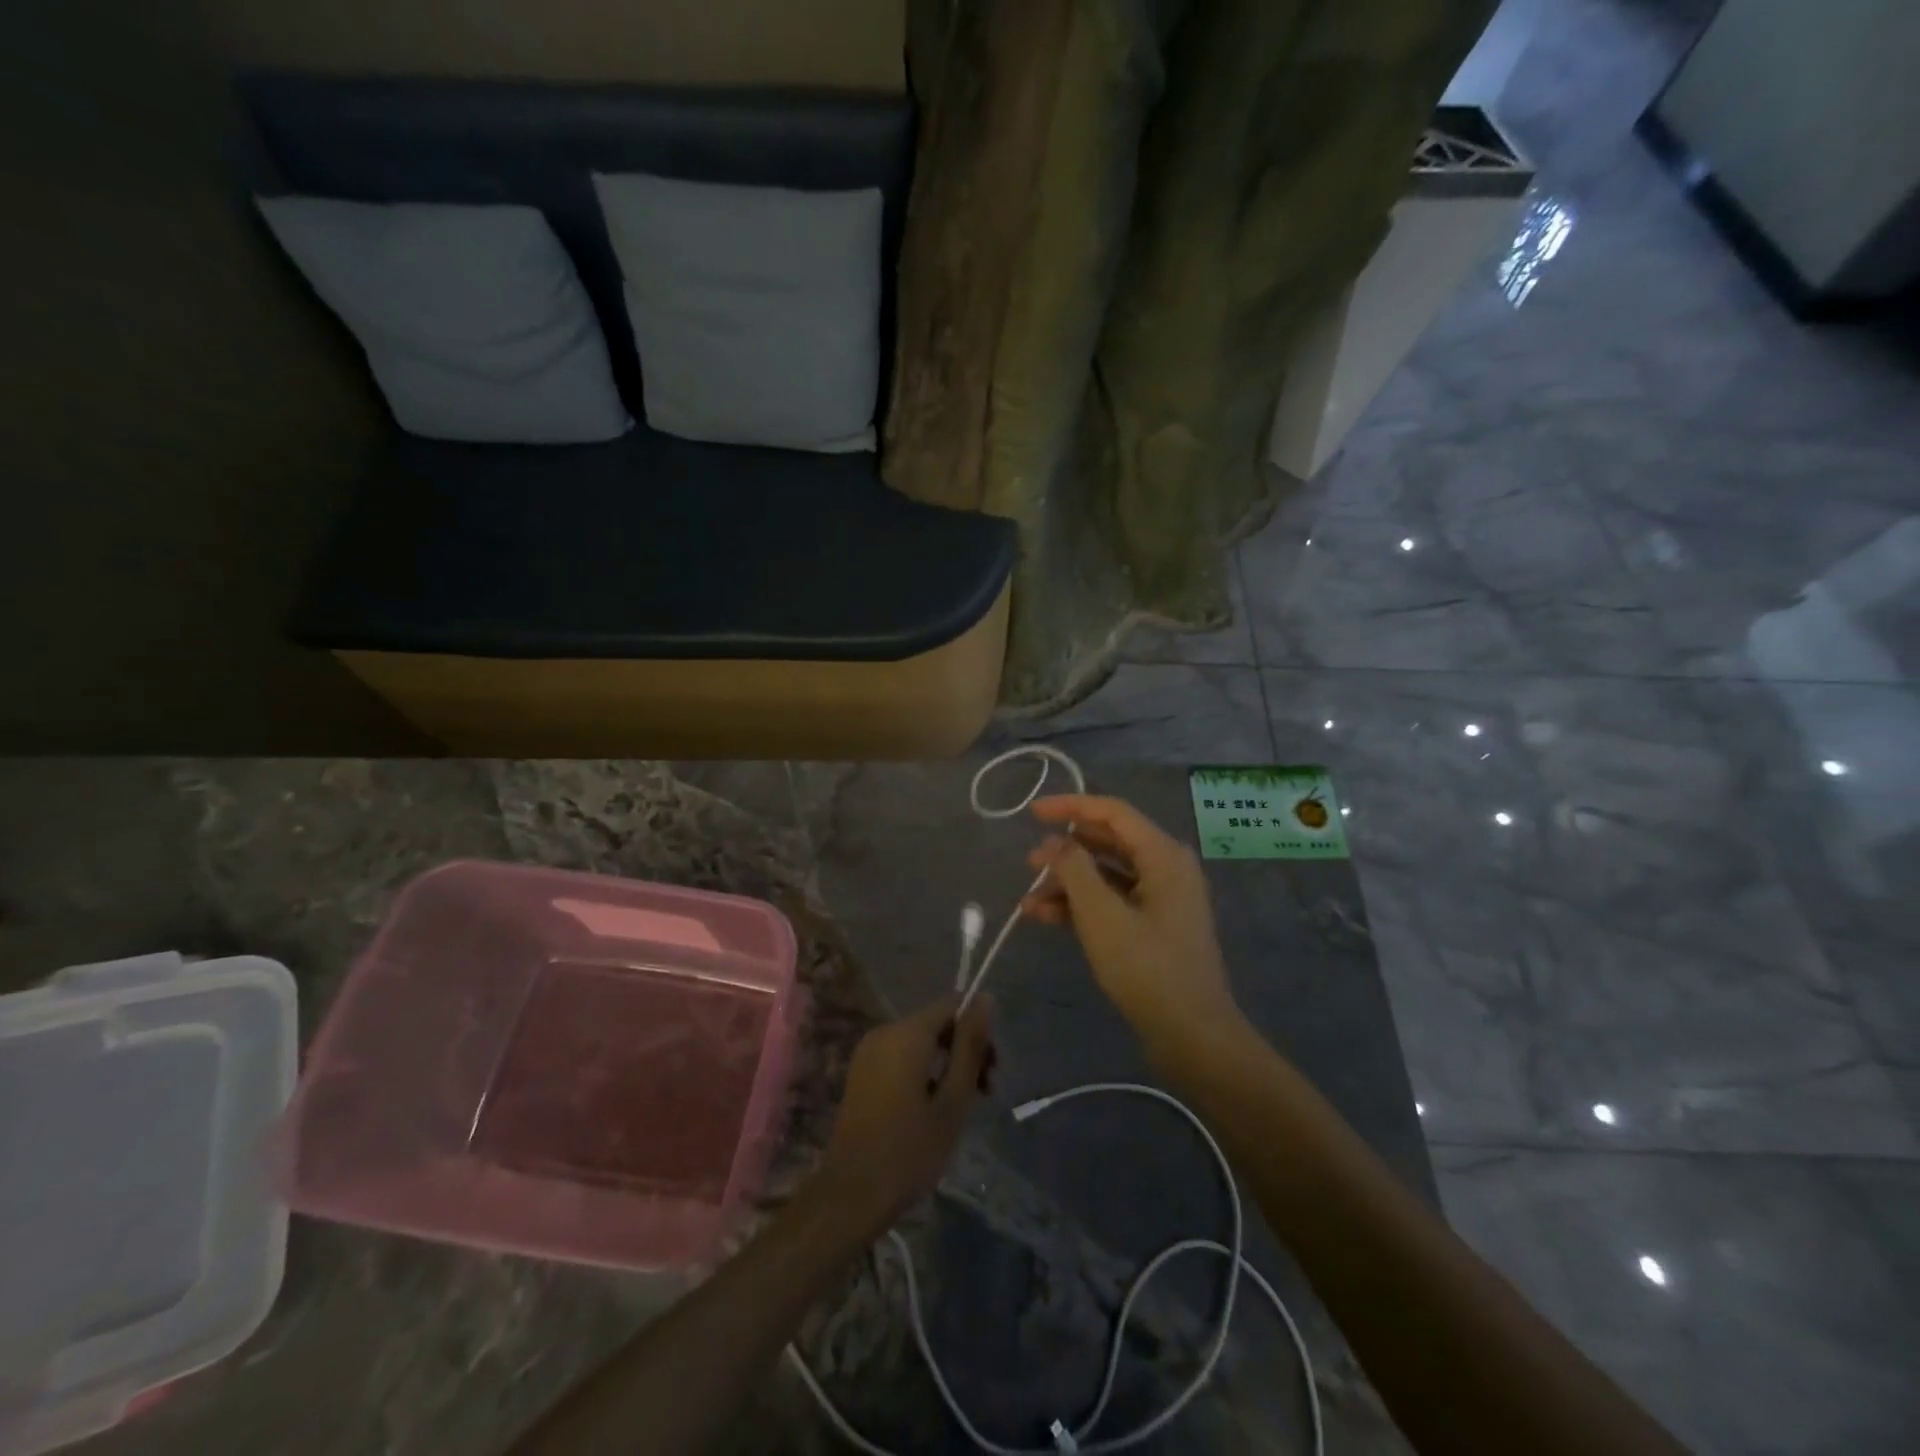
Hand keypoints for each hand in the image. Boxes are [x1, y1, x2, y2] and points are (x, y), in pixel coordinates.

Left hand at [814, 995, 995, 1237]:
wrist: (851, 1194)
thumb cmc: (910, 1151)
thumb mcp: (953, 1100)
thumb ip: (970, 1046)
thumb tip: (985, 998)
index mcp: (907, 1033)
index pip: (952, 1004)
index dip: (977, 1028)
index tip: (991, 1069)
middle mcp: (885, 1032)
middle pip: (937, 1023)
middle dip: (964, 1050)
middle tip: (984, 1093)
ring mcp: (868, 1051)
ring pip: (920, 1042)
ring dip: (946, 1064)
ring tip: (961, 1106)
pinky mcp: (861, 1071)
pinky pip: (901, 1056)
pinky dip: (923, 1071)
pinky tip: (932, 1109)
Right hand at [1021, 794, 1243, 1061]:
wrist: (1192, 1035)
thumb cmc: (1147, 968)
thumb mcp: (1102, 915)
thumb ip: (1074, 869)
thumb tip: (1054, 842)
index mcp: (1163, 855)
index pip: (1112, 812)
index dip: (1070, 806)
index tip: (1032, 812)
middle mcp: (1165, 868)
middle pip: (1108, 842)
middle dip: (1065, 851)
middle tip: (1029, 862)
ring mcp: (1161, 898)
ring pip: (1106, 875)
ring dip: (1068, 883)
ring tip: (1029, 900)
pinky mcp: (1153, 926)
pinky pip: (1112, 901)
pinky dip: (1081, 906)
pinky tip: (1045, 917)